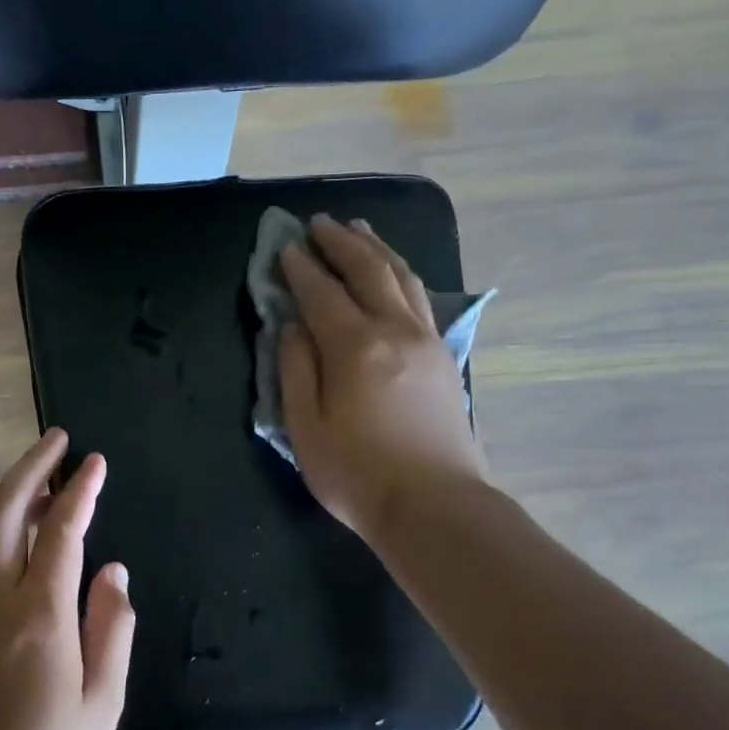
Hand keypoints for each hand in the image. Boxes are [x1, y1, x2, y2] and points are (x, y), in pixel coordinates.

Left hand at [0, 429, 135, 729]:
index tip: (95, 461)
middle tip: (55, 439)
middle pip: (3, 513)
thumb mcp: (104, 699)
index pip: (59, 533)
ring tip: (39, 481)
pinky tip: (16, 536)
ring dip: (6, 496)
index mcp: (39, 617)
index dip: (79, 492)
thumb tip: (112, 570)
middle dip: (30, 468)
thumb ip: (112, 626)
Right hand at [278, 214, 486, 539]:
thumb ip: (295, 369)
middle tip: (318, 223)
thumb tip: (291, 326)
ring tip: (358, 229)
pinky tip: (392, 272)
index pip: (321, 292)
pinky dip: (400, 274)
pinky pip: (420, 298)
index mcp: (355, 347)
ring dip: (375, 248)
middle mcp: (395, 330)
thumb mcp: (305, 427)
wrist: (435, 506)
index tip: (284, 246)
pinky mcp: (444, 356)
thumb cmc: (357, 473)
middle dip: (340, 242)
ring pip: (401, 277)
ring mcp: (426, 340)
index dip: (300, 267)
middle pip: (368, 270)